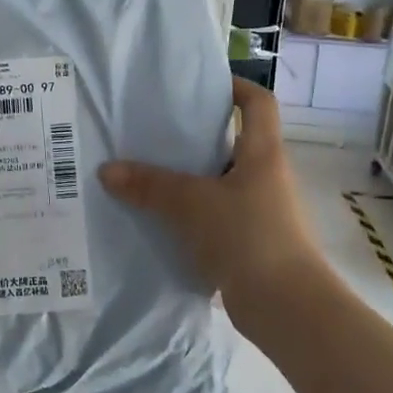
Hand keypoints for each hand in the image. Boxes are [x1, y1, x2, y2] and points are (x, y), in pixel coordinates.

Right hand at [99, 78, 321, 306]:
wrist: (286, 308)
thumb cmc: (247, 237)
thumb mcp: (191, 204)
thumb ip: (149, 185)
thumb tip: (107, 170)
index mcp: (262, 154)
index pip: (258, 103)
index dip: (234, 86)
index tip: (198, 85)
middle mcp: (264, 177)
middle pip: (231, 142)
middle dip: (193, 135)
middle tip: (150, 131)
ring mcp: (259, 212)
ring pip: (218, 182)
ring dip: (186, 179)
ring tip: (143, 175)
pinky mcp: (248, 243)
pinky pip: (213, 217)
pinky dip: (188, 215)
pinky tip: (155, 220)